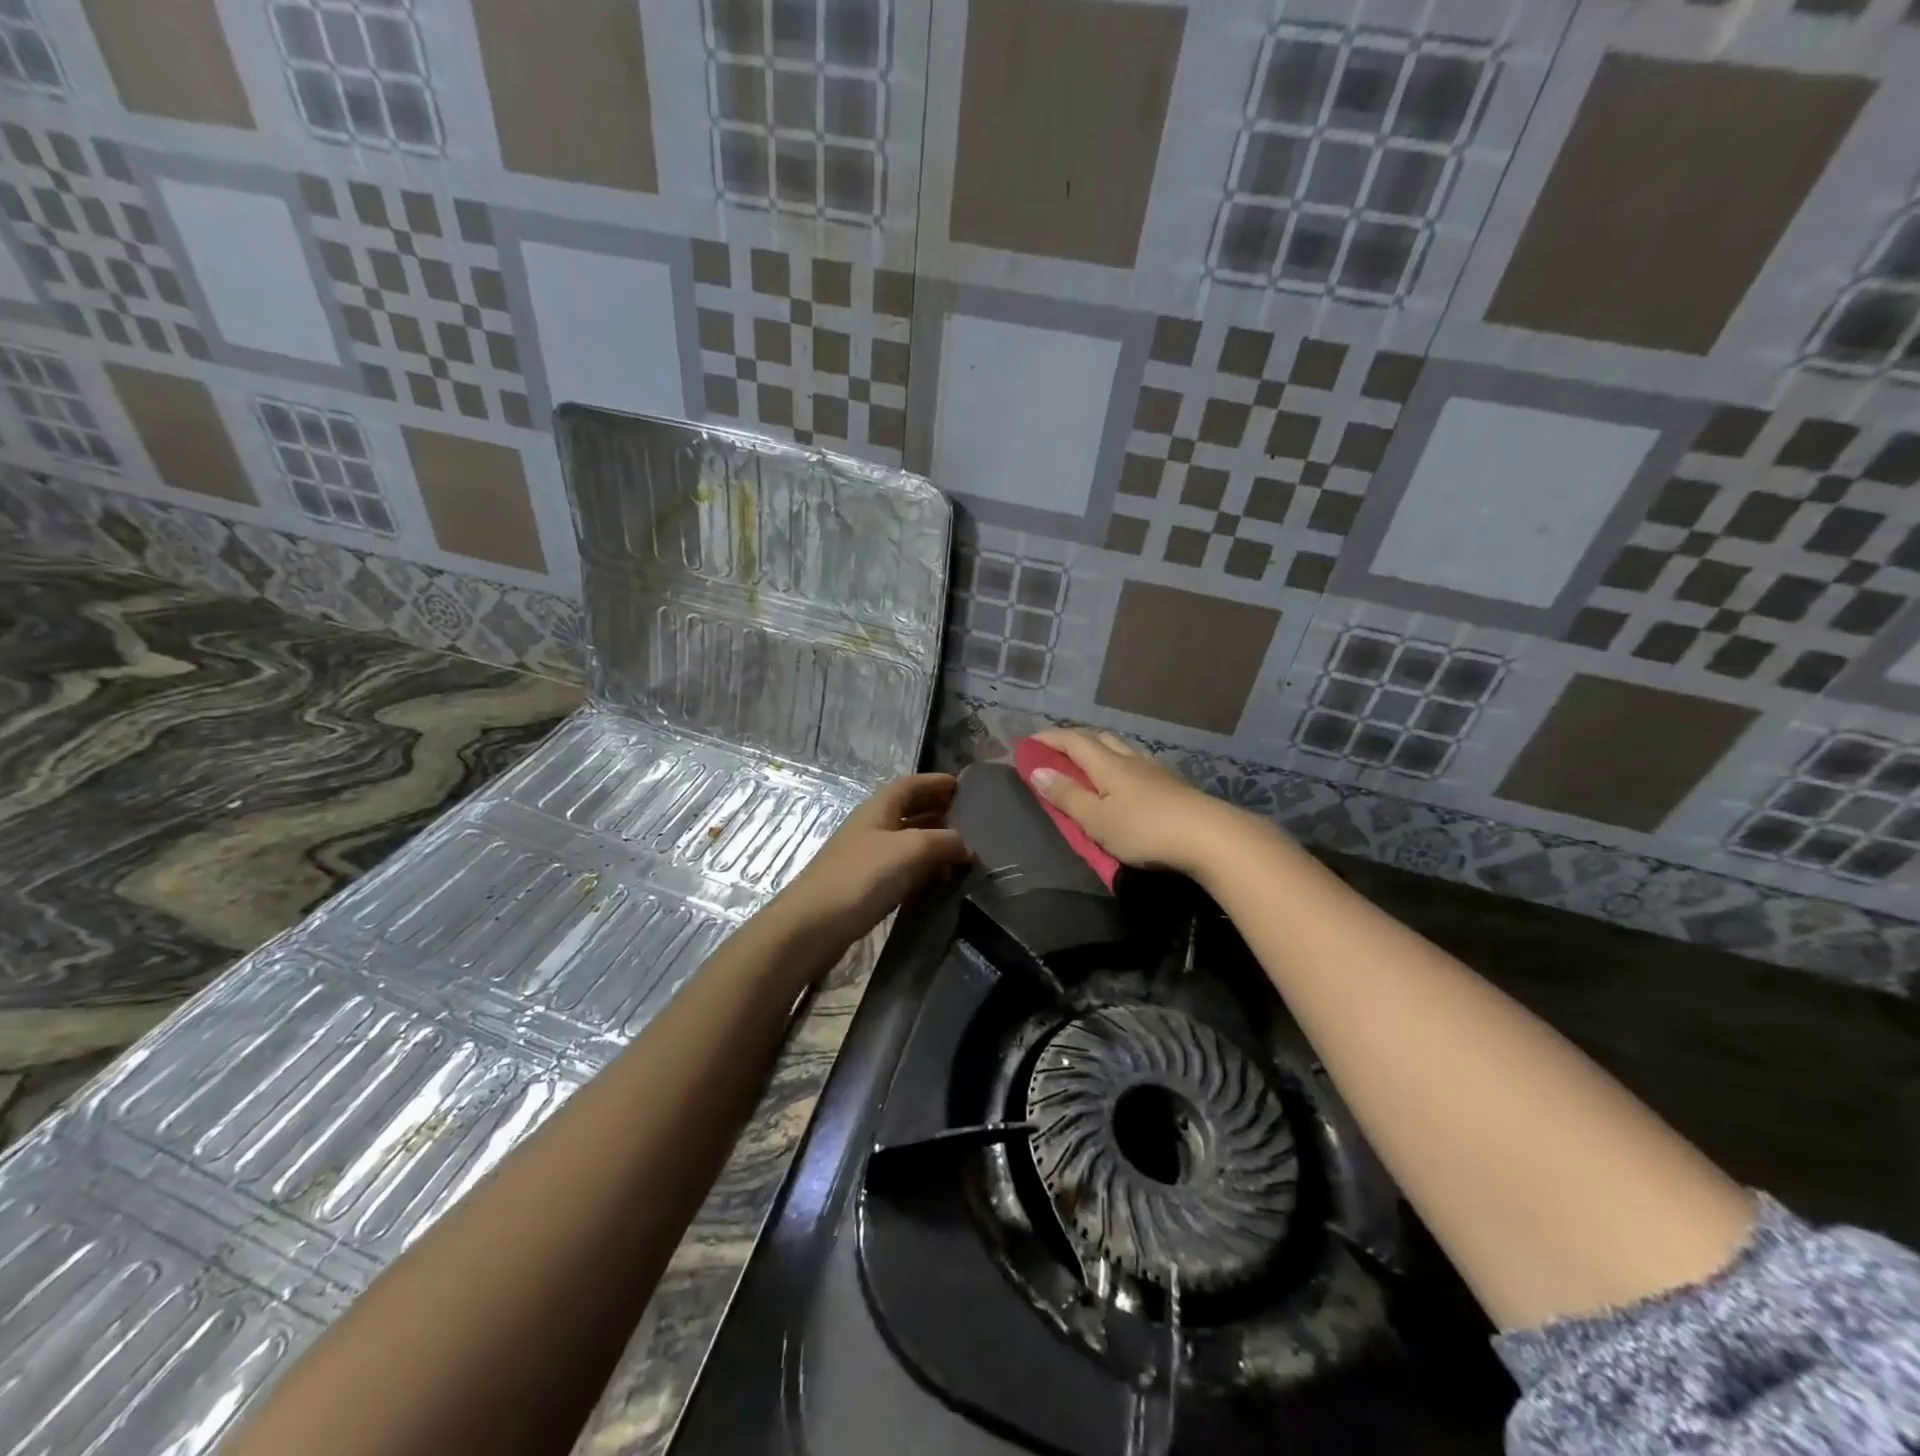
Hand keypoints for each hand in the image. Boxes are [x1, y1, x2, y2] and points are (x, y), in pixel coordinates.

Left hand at [770, 773, 971, 956]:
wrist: (813, 925)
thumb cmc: (863, 877)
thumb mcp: (912, 850)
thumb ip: (944, 842)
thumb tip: (966, 846)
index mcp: (878, 808)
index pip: (911, 784)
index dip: (935, 782)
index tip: (962, 786)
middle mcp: (871, 826)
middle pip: (907, 809)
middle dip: (936, 810)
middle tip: (968, 818)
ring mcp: (865, 856)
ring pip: (904, 839)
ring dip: (930, 840)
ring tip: (959, 850)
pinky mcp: (863, 885)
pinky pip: (899, 866)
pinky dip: (920, 866)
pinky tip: (935, 879)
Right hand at [1027, 729, 1249, 877]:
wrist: (1210, 837)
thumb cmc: (1145, 830)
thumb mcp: (1096, 819)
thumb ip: (1067, 796)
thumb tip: (1038, 770)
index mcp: (1107, 764)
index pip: (1073, 741)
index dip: (1050, 738)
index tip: (1030, 741)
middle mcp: (1131, 760)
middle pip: (1099, 738)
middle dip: (1074, 739)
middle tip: (1057, 748)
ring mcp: (1156, 771)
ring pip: (1123, 748)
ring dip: (1101, 747)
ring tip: (1090, 760)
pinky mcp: (1174, 785)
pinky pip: (1139, 763)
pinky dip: (1122, 762)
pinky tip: (1128, 777)